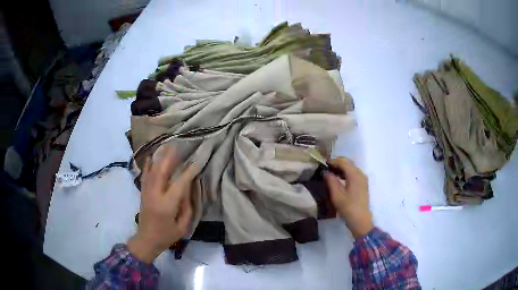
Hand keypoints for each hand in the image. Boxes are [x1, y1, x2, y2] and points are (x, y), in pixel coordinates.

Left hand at [127, 146, 196, 263]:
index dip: (189, 171)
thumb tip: (188, 188)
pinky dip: (147, 164)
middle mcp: (155, 195)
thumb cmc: (167, 236)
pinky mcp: (142, 192)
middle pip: (161, 171)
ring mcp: (146, 192)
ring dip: (159, 157)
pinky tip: (150, 156)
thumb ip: (186, 206)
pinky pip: (145, 175)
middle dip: (170, 157)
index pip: (179, 184)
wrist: (146, 240)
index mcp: (167, 206)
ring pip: (152, 170)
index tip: (196, 161)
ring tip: (166, 146)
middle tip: (178, 145)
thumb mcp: (182, 226)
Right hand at [324, 157, 372, 238]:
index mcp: (355, 175)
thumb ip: (331, 181)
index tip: (323, 164)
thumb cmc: (348, 208)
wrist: (361, 220)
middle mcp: (360, 174)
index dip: (333, 161)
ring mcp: (363, 179)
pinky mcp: (363, 184)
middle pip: (348, 163)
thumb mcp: (336, 195)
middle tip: (326, 169)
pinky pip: (354, 173)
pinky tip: (339, 180)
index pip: (343, 161)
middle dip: (337, 163)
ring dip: (342, 168)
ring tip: (331, 174)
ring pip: (351, 168)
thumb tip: (326, 172)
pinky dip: (346, 173)